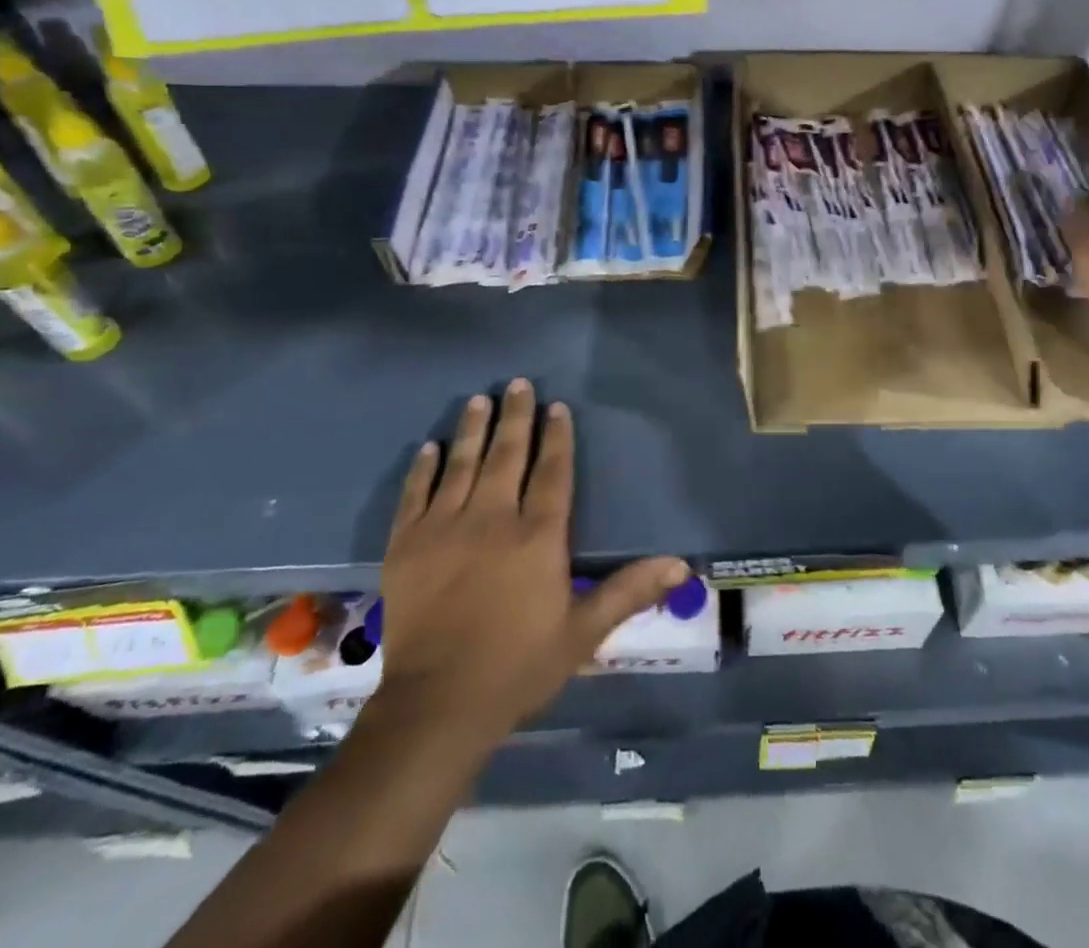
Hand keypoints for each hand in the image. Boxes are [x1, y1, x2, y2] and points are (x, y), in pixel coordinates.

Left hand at [370, 378, 688, 745]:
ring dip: (473, 429)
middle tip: (517, 383)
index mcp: (537, 536)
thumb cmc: (519, 666)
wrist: (437, 705)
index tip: (557, 407)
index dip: (557, 436)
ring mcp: (444, 528)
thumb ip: (629, 590)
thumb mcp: (583, 631)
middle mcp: (492, 518)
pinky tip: (431, 447)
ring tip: (479, 400)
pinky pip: (415, 494)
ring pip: (462, 464)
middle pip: (507, 455)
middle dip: (515, 417)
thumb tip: (682, 565)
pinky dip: (423, 468)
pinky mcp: (406, 545)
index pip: (552, 471)